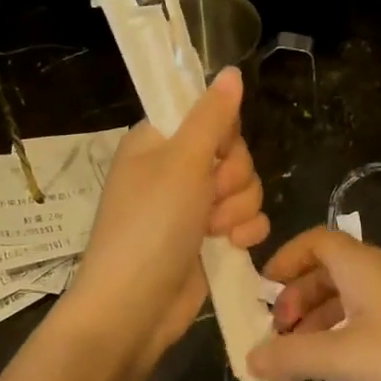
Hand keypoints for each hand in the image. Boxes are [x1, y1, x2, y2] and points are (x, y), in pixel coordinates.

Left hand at [60, 68, 267, 371]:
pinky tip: (231, 246)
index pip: (206, 112)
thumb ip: (212, 115)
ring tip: (215, 230)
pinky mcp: (210, 238)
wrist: (134, 309)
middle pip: (233, 151)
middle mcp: (175, 169)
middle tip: (210, 196)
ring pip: (245, 186)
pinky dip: (244, 231)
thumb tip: (232, 71)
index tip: (217, 149)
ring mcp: (193, 206)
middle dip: (233, 176)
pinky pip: (247, 218)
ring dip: (238, 207)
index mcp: (158, 141)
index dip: (222, 130)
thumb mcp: (182, 162)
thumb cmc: (151, 226)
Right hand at [246, 227, 380, 380]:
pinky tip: (341, 369)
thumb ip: (294, 356)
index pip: (314, 241)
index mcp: (360, 265)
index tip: (260, 293)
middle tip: (277, 336)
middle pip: (327, 271)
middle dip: (296, 300)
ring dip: (319, 323)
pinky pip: (369, 318)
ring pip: (348, 298)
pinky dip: (345, 336)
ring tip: (299, 362)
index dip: (284, 260)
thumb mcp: (346, 357)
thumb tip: (248, 357)